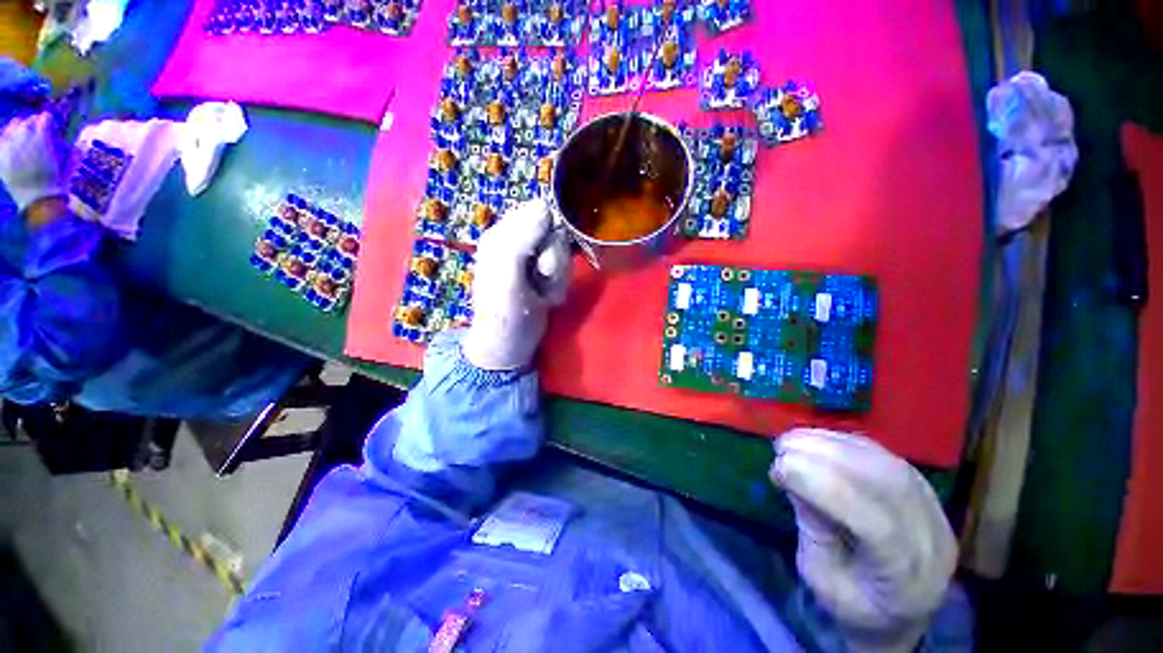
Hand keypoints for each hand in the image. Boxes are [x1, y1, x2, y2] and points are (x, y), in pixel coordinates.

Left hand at [0, 113, 65, 211]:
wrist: (38, 203)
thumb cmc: (55, 185)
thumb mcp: (69, 168)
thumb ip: (71, 152)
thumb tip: (76, 144)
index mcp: (43, 138)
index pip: (44, 118)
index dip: (48, 121)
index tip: (50, 126)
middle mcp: (25, 138)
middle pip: (26, 121)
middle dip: (31, 124)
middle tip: (35, 130)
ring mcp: (10, 147)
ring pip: (12, 128)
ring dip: (17, 129)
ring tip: (22, 135)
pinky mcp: (1, 157)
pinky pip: (0, 141)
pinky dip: (4, 139)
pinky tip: (8, 141)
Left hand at [462, 199, 570, 369]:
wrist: (509, 347)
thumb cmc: (504, 314)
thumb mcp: (507, 276)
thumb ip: (521, 239)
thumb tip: (545, 206)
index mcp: (501, 235)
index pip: (539, 212)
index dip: (549, 235)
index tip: (543, 262)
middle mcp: (517, 241)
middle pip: (556, 233)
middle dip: (555, 260)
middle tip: (541, 280)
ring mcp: (532, 259)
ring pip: (562, 252)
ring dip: (558, 277)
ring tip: (543, 294)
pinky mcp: (544, 275)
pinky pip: (564, 269)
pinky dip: (560, 286)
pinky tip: (547, 299)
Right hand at [770, 428, 956, 652]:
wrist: (901, 608)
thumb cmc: (854, 602)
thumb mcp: (821, 577)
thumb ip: (813, 530)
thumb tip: (796, 479)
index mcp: (907, 579)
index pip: (876, 525)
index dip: (824, 488)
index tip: (779, 468)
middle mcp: (931, 538)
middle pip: (885, 483)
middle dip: (823, 455)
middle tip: (781, 447)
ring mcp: (933, 508)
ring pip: (883, 461)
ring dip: (830, 442)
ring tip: (791, 439)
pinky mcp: (922, 486)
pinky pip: (881, 453)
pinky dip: (841, 440)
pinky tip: (814, 439)